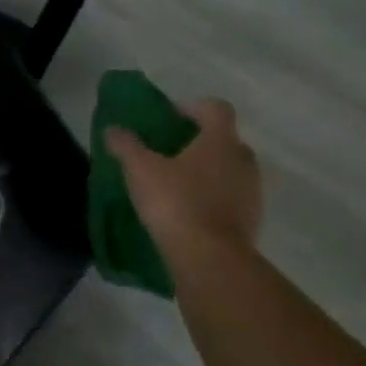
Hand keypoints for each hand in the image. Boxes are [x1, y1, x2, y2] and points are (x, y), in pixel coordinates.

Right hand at [106, 99, 262, 256]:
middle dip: (200, 141)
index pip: (217, 108)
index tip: (170, 116)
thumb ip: (126, 145)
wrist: (209, 258)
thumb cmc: (175, 202)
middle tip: (170, 151)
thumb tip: (113, 129)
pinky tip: (187, 211)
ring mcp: (252, 192)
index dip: (194, 107)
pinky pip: (231, 198)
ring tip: (176, 184)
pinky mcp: (251, 221)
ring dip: (208, 172)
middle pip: (225, 140)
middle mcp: (243, 161)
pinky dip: (213, 198)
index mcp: (220, 141)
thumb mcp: (140, 169)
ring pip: (230, 171)